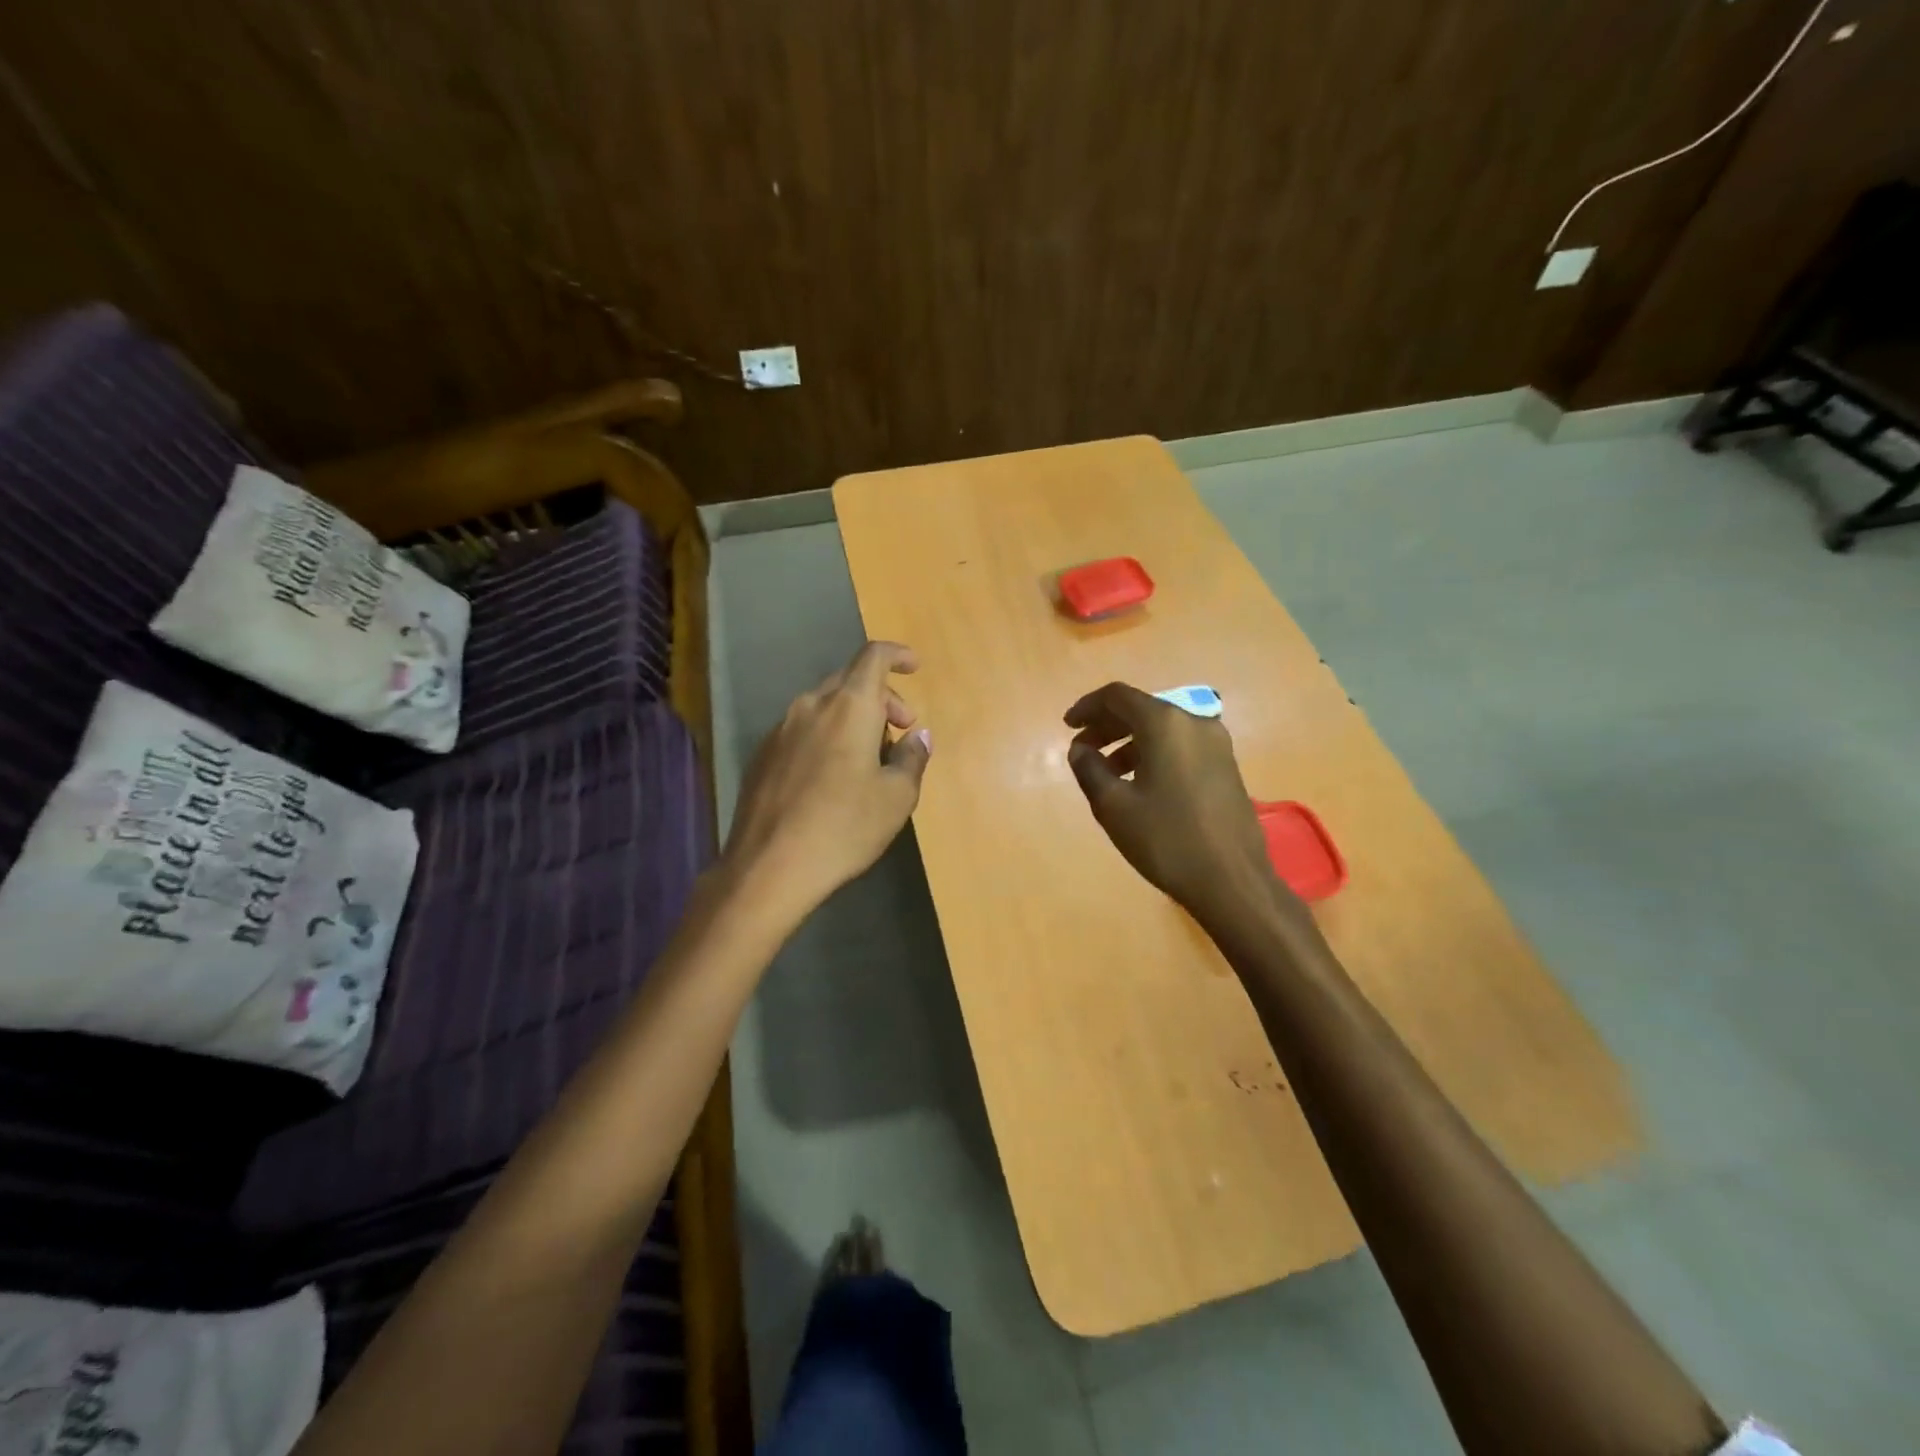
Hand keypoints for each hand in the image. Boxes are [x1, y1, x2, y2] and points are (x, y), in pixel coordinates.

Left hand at [724, 641, 932, 919]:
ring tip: (870, 758)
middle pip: (850, 680)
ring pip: (824, 706)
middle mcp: (811, 706)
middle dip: (882, 696)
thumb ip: (913, 758)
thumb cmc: (844, 827)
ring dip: (853, 718)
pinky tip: (832, 776)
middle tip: (902, 729)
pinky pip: (803, 730)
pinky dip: (826, 736)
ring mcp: (780, 730)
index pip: (874, 657)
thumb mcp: (896, 797)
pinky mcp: (762, 755)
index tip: (915, 666)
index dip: (898, 654)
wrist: (768, 867)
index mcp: (849, 706)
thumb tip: (919, 736)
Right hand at [1064, 682, 1288, 926]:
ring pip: (1162, 729)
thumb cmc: (1166, 840)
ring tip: (1106, 771)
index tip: (1067, 727)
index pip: (1117, 696)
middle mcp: (1194, 722)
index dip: (1087, 707)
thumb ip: (1089, 769)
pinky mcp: (1226, 766)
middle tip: (1082, 749)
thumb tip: (1080, 749)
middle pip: (1141, 709)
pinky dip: (1153, 753)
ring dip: (1129, 742)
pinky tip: (1139, 783)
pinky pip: (1180, 745)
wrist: (1232, 881)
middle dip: (1107, 725)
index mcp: (1165, 723)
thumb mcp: (1113, 806)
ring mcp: (1216, 744)